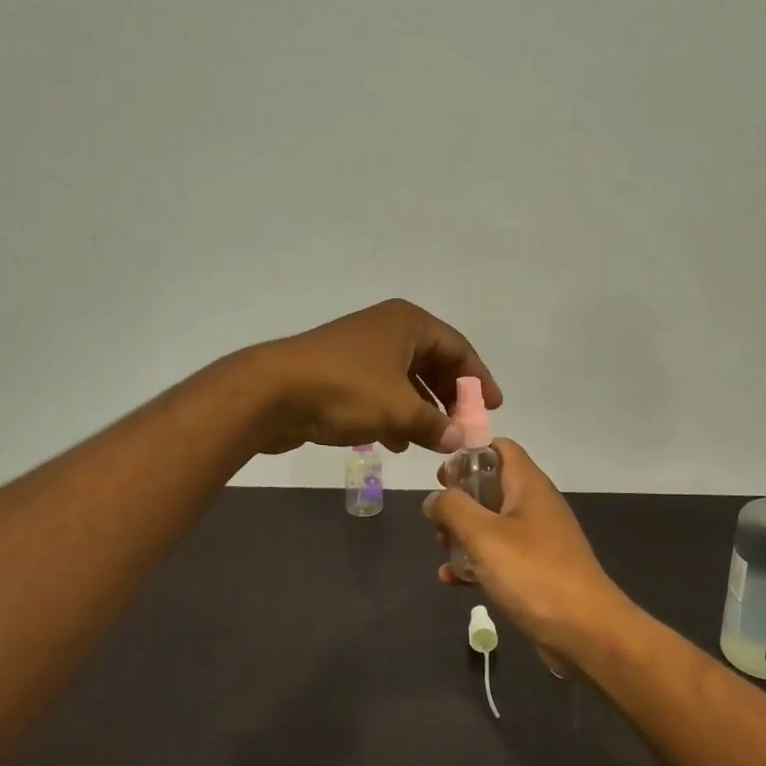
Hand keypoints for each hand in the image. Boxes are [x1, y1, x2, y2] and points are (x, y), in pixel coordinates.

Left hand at [247, 299, 500, 454]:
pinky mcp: (339, 374)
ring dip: (422, 410)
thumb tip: (458, 439)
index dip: (478, 379)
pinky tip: (397, 442)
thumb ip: (435, 424)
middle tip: (462, 427)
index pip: (456, 348)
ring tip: (433, 441)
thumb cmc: (345, 390)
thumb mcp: (399, 409)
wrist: (272, 392)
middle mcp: (386, 330)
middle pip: (431, 363)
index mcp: (407, 324)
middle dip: (448, 397)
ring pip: (404, 380)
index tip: (493, 407)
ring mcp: (360, 351)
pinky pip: (379, 392)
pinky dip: (394, 414)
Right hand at [423, 439, 630, 664]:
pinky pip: (500, 555)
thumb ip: (453, 508)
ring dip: (464, 533)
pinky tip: (453, 580)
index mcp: (528, 485)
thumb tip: (434, 498)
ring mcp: (538, 539)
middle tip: (437, 519)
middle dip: (459, 500)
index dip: (469, 454)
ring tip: (442, 550)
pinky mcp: (536, 569)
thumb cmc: (533, 573)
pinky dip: (477, 561)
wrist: (586, 631)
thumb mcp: (484, 535)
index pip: (499, 448)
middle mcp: (535, 505)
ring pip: (492, 522)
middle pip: (491, 486)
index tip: (441, 475)